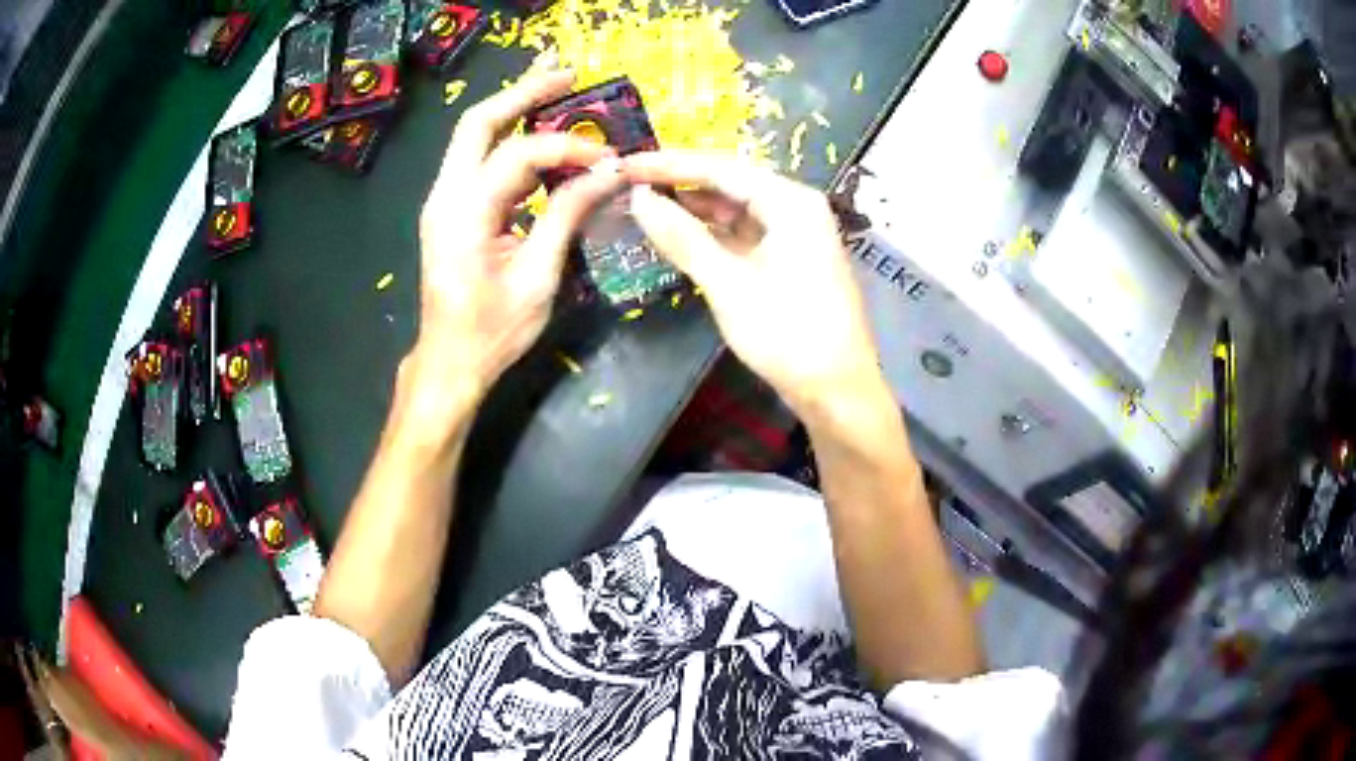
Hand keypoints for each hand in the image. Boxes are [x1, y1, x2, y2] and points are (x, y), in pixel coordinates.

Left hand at [412, 70, 624, 407]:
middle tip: (567, 75)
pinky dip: (512, 144)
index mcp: (464, 213)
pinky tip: (544, 143)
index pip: (519, 155)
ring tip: (559, 94)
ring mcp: (443, 200)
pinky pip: (480, 161)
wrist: (449, 361)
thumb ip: (568, 216)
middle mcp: (445, 195)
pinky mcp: (451, 209)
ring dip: (515, 111)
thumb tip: (607, 175)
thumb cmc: (492, 330)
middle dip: (523, 93)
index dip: (568, 148)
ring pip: (475, 136)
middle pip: (478, 121)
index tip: (609, 160)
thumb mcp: (538, 277)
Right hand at [624, 151, 883, 413]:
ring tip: (644, 205)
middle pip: (729, 183)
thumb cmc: (788, 334)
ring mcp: (794, 233)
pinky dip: (711, 234)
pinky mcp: (789, 258)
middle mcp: (795, 206)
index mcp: (790, 201)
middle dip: (679, 183)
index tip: (624, 164)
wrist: (837, 391)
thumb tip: (639, 199)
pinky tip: (679, 234)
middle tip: (629, 183)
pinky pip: (743, 233)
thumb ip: (682, 237)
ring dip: (693, 208)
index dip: (668, 164)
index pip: (719, 168)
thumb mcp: (728, 284)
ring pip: (735, 209)